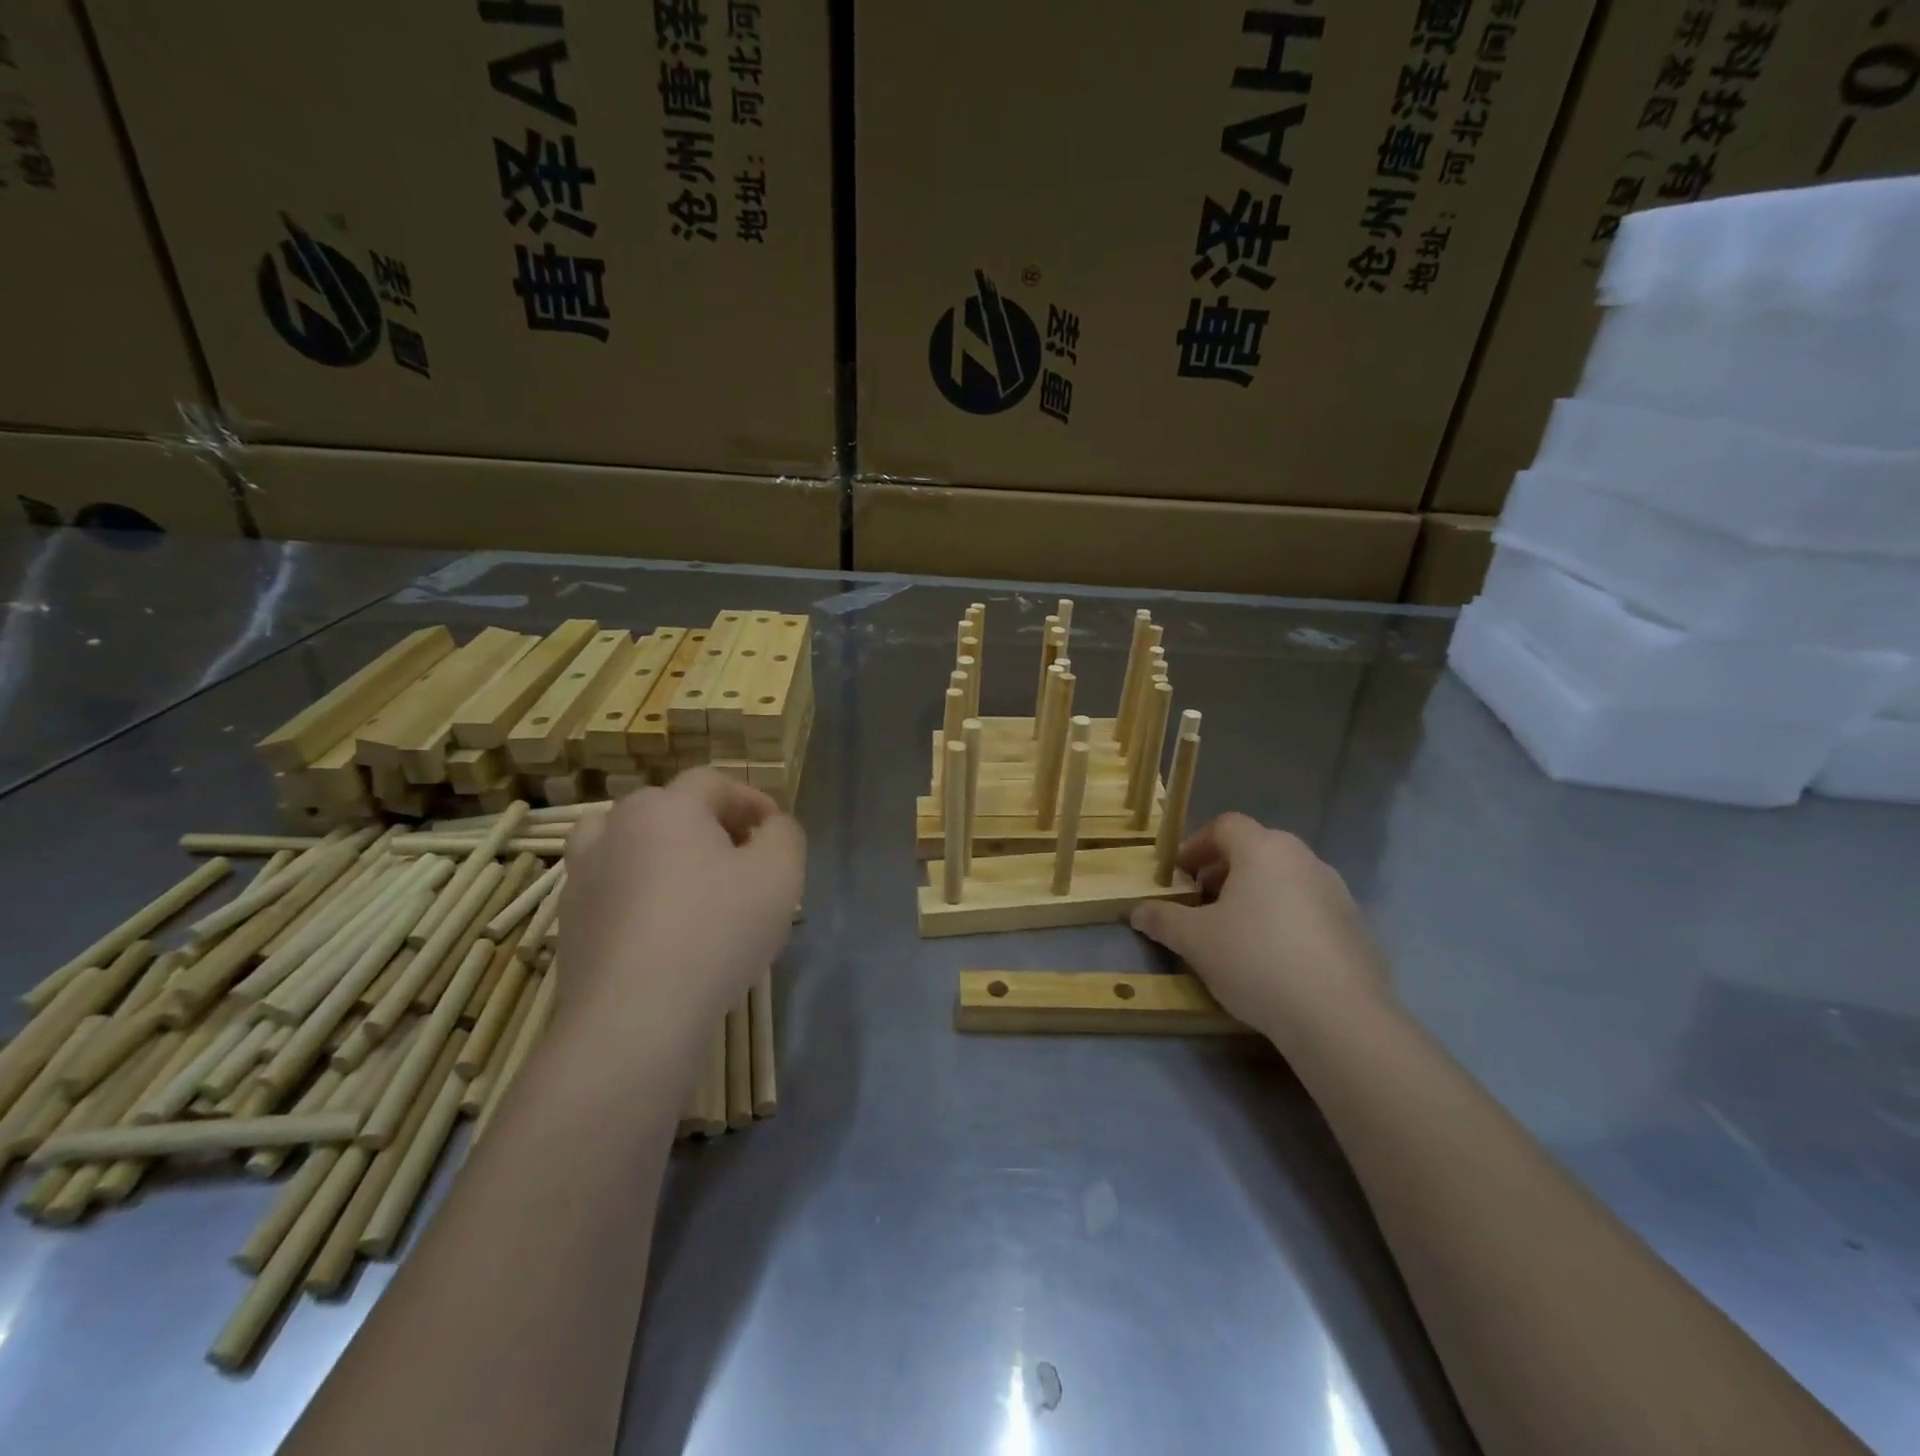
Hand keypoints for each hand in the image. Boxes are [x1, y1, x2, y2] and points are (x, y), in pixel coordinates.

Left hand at [556, 769, 804, 1065]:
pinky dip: (638, 892)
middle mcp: (617, 827)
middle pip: (669, 808)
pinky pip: (612, 887)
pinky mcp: (570, 920)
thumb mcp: (780, 874)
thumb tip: (770, 826)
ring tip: (692, 886)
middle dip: (711, 825)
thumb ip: (784, 834)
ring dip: (664, 853)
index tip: (775, 831)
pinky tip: (662, 928)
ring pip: (630, 843)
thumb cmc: (716, 931)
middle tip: (742, 859)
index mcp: (668, 807)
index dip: (751, 799)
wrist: (634, 1016)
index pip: (714, 782)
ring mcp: (584, 874)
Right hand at [1130, 813, 1389, 1043]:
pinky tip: (1275, 960)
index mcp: (1264, 849)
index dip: (1196, 846)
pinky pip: (1310, 910)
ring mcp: (1337, 892)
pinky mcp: (1356, 927)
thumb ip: (1163, 919)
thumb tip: (1137, 910)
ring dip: (1256, 896)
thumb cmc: (1256, 960)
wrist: (1339, 1017)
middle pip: (1256, 850)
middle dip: (1224, 872)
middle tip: (1202, 905)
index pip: (1225, 825)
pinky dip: (1286, 920)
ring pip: (1285, 880)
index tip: (1179, 876)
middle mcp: (1304, 859)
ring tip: (1237, 934)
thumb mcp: (1195, 941)